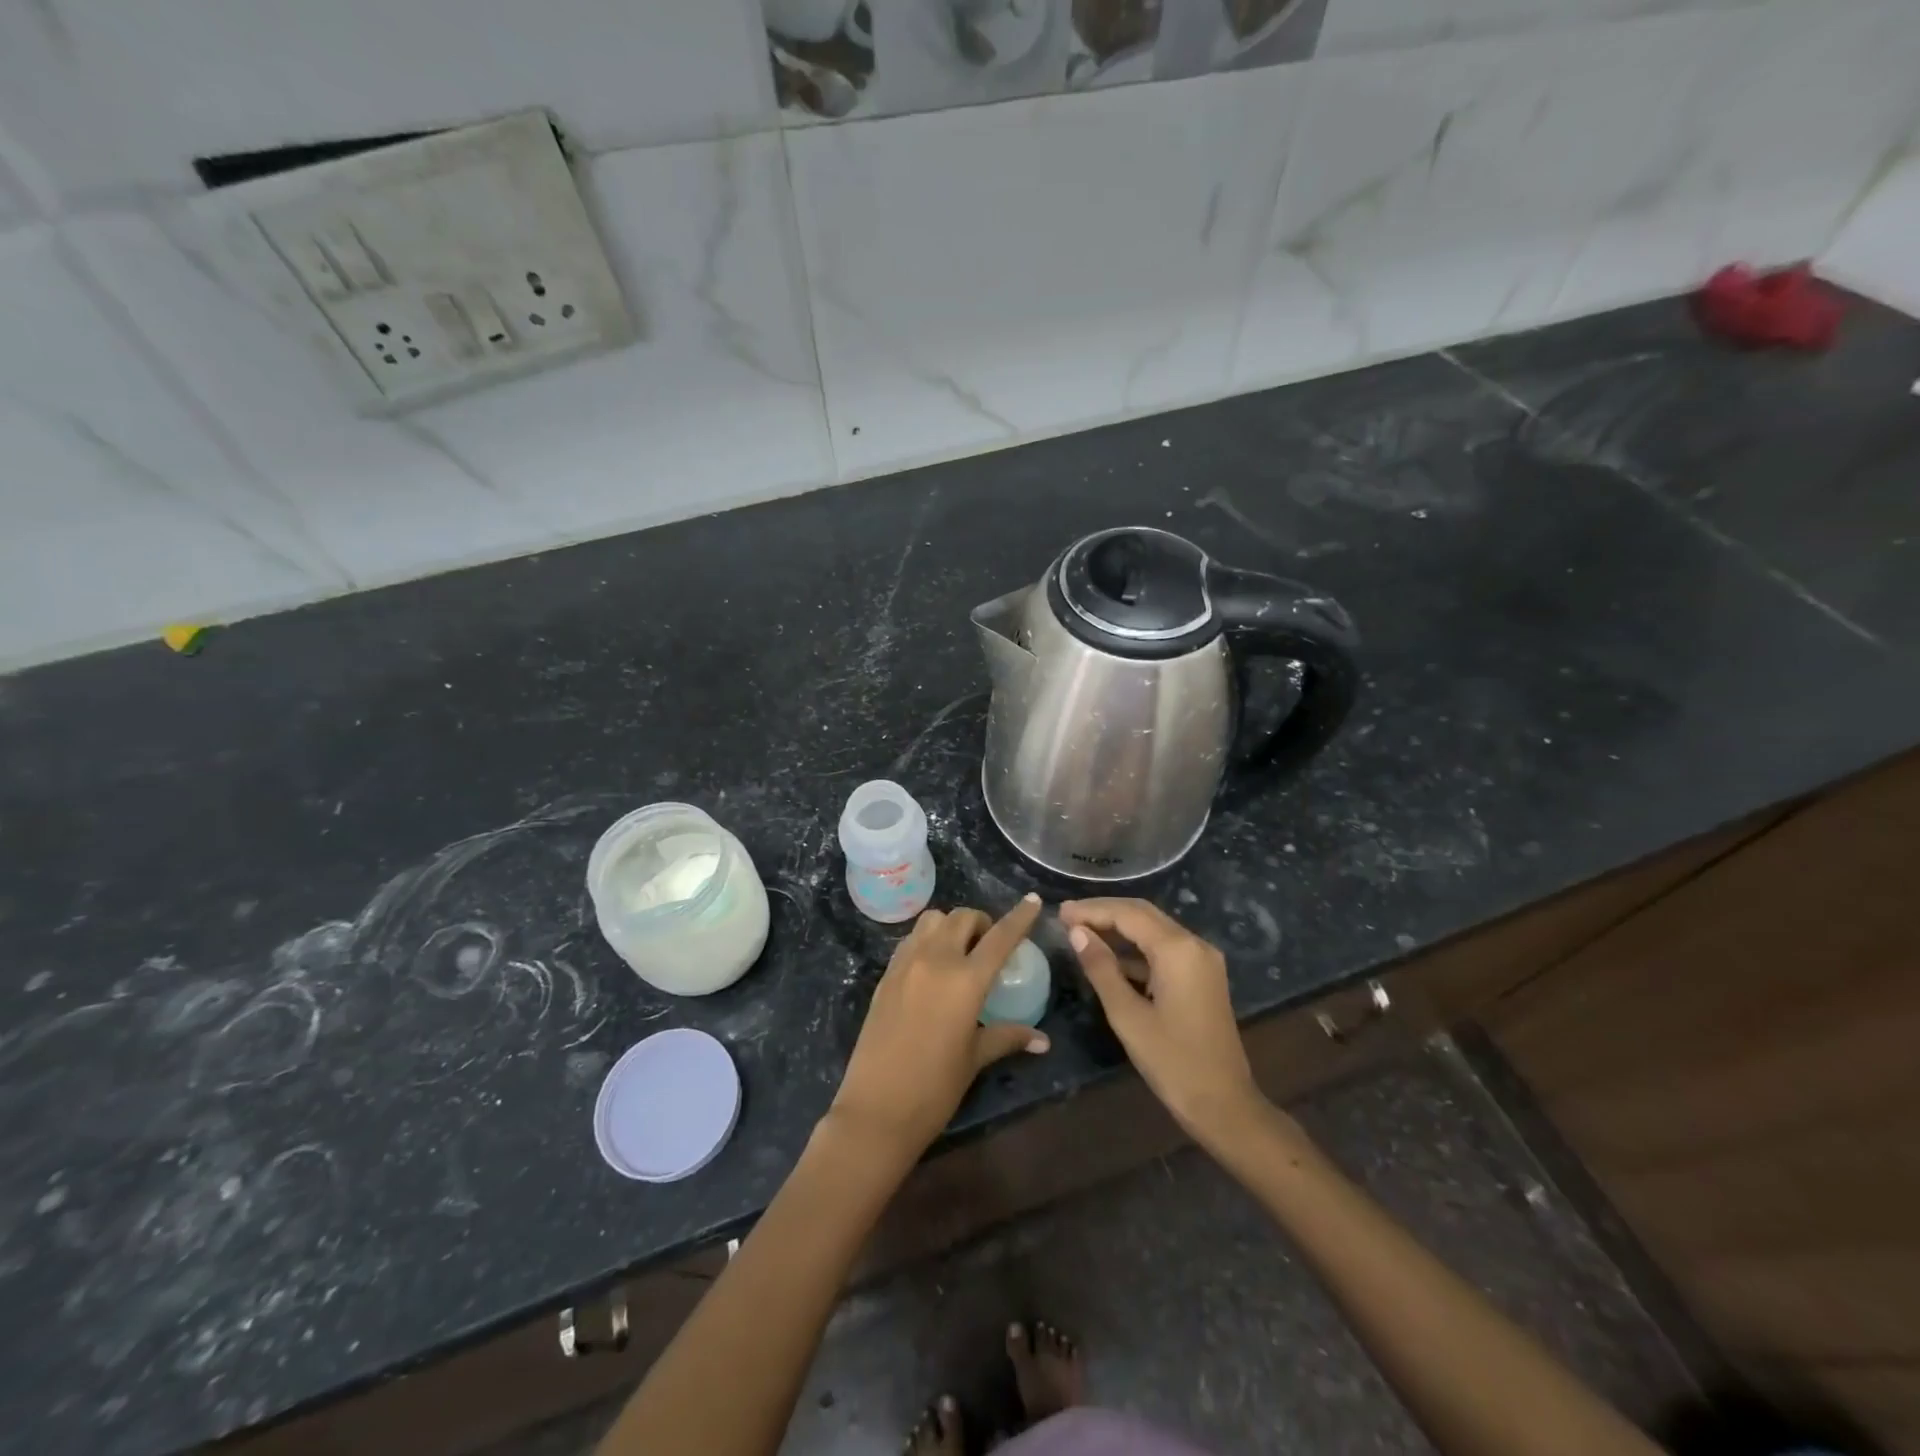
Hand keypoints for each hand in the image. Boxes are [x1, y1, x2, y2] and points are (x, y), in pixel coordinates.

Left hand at [829, 896, 1049, 1159]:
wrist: (876, 1109)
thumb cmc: (934, 1088)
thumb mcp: (974, 1059)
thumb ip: (1007, 1037)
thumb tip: (1042, 1040)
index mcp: (965, 980)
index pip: (1000, 937)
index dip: (1020, 917)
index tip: (1033, 900)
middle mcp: (935, 960)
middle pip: (962, 918)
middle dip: (981, 923)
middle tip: (990, 945)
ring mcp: (906, 964)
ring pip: (932, 921)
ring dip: (951, 926)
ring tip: (959, 951)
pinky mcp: (885, 975)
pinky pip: (911, 940)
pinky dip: (927, 940)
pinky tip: (932, 967)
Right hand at [1061, 898, 1266, 1148]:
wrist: (1225, 1106)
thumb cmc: (1172, 1062)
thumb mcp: (1127, 1015)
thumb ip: (1101, 968)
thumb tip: (1077, 932)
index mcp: (1177, 949)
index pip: (1127, 914)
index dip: (1091, 910)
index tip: (1059, 913)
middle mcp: (1194, 944)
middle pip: (1143, 913)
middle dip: (1104, 912)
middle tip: (1067, 918)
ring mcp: (1202, 960)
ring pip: (1154, 929)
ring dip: (1119, 928)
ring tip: (1081, 933)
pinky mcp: (1202, 976)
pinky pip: (1164, 949)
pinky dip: (1136, 948)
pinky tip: (1109, 958)